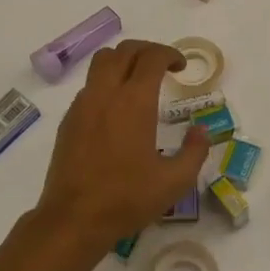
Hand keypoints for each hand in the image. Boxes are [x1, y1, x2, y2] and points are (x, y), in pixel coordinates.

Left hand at [35, 39, 209, 250]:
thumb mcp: (175, 182)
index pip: (152, 57)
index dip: (170, 54)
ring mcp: (83, 104)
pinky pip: (89, 85)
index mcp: (134, 101)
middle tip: (163, 66)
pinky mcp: (68, 120)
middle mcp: (106, 93)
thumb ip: (194, 152)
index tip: (181, 67)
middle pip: (125, 50)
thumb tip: (201, 131)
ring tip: (138, 80)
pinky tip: (116, 109)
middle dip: (147, 50)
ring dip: (123, 61)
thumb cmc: (127, 199)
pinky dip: (106, 82)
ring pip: (102, 62)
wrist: (73, 219)